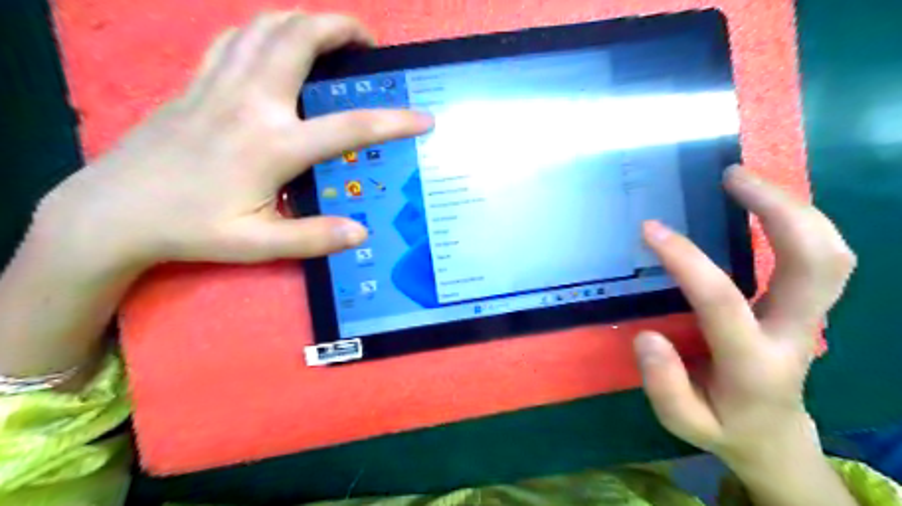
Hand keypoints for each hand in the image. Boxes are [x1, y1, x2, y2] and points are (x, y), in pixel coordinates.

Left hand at [40, 13, 433, 272]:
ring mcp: (219, 84)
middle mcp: (250, 102)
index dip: (394, 121)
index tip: (424, 118)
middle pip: (301, 40)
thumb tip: (361, 232)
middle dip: (342, 28)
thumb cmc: (191, 229)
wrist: (114, 211)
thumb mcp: (257, 244)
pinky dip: (264, 29)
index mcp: (272, 145)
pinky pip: (235, 37)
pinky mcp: (196, 81)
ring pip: (265, 26)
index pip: (350, 127)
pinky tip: (276, 42)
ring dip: (304, 20)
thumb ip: (313, 237)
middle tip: (368, 43)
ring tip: (329, 35)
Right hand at [629, 165, 853, 465]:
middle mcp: (797, 334)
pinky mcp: (809, 307)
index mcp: (755, 364)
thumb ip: (664, 385)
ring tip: (744, 179)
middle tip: (732, 176)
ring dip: (794, 207)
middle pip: (817, 263)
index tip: (651, 229)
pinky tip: (763, 204)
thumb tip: (648, 337)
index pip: (723, 301)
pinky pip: (822, 256)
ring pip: (832, 254)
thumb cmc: (722, 425)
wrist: (772, 436)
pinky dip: (798, 221)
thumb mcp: (683, 421)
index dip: (686, 260)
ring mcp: (811, 318)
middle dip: (778, 209)